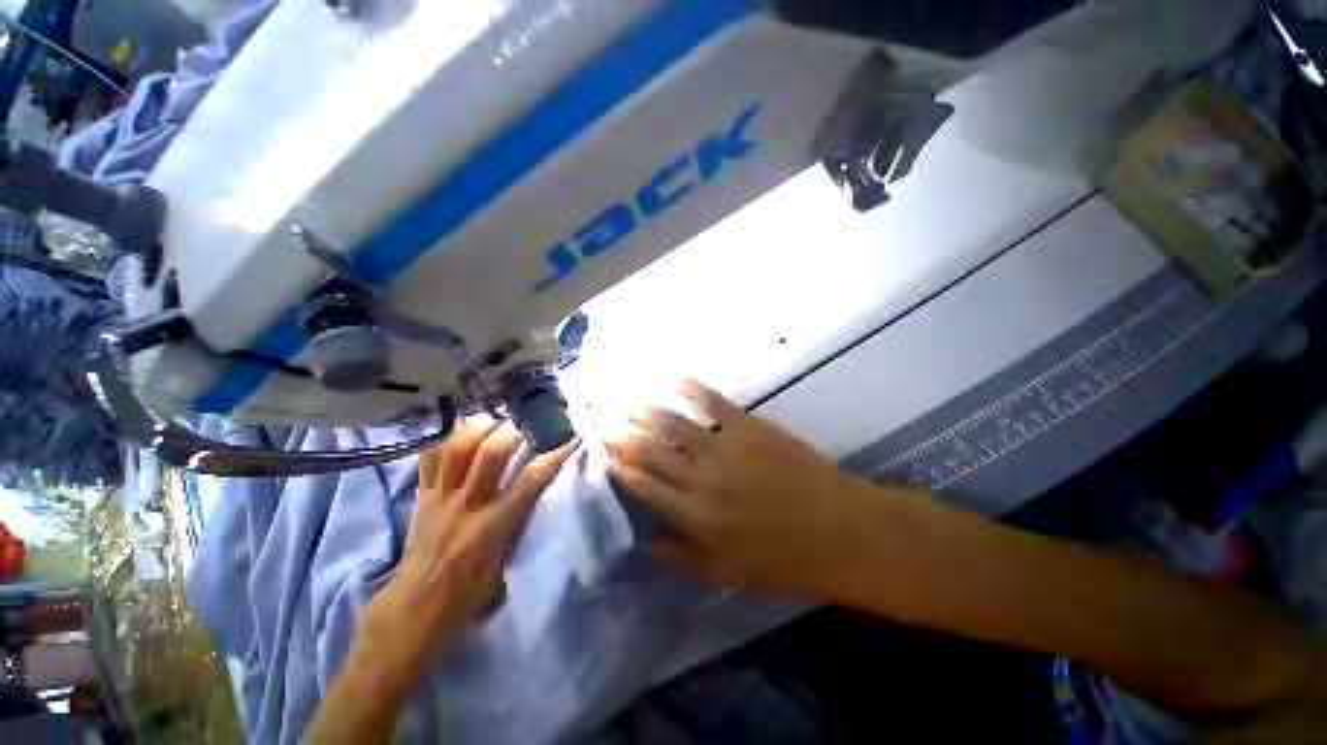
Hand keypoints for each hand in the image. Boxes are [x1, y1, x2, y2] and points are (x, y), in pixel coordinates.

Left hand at [356, 418, 576, 688]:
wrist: (410, 613)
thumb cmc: (464, 599)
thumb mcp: (504, 570)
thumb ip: (518, 532)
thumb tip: (537, 505)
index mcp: (492, 528)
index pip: (530, 481)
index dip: (555, 457)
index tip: (571, 440)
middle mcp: (466, 506)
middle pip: (489, 453)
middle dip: (511, 431)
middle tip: (523, 426)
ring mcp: (440, 498)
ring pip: (456, 447)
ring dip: (477, 427)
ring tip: (492, 422)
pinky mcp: (421, 497)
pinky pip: (429, 457)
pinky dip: (444, 437)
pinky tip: (458, 428)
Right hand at [603, 380, 879, 600]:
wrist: (844, 533)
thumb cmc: (788, 560)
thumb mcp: (730, 572)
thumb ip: (683, 555)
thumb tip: (646, 538)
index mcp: (695, 519)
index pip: (643, 486)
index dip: (619, 466)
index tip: (603, 453)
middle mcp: (702, 481)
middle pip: (650, 451)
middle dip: (621, 434)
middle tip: (603, 422)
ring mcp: (726, 449)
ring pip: (673, 423)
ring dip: (645, 409)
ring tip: (627, 400)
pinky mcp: (750, 427)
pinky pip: (713, 402)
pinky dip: (690, 387)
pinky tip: (672, 379)